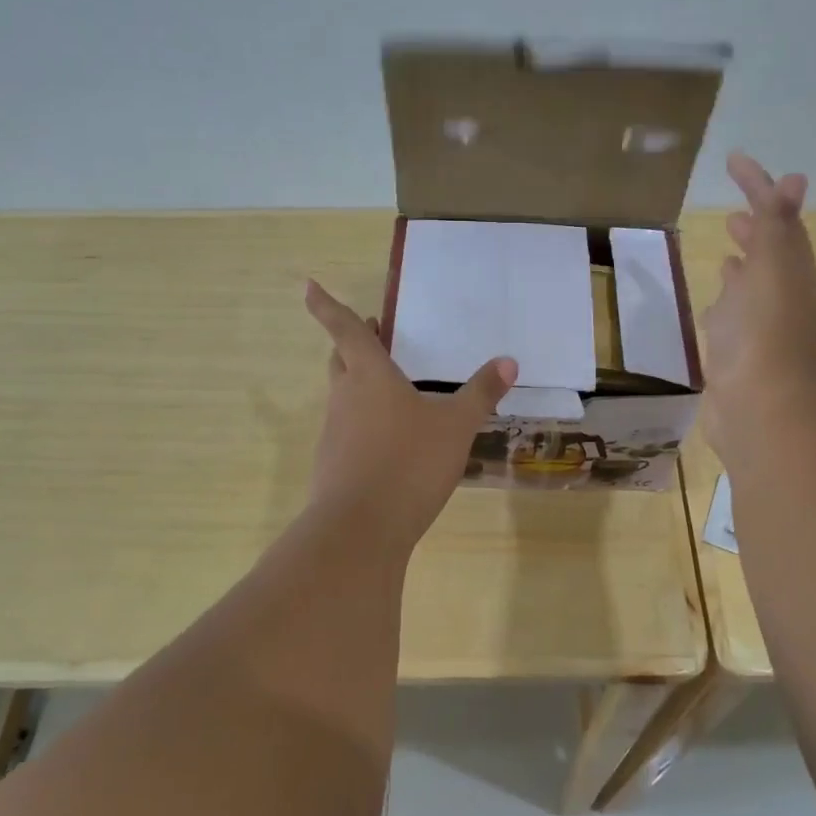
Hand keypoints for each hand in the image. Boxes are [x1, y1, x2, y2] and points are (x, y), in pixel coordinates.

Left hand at [302, 280, 516, 553]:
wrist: (360, 530)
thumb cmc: (409, 463)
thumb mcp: (456, 427)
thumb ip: (480, 393)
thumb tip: (508, 361)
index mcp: (369, 376)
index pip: (346, 329)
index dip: (325, 305)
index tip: (308, 285)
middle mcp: (345, 398)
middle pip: (341, 360)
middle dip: (352, 344)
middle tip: (374, 335)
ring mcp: (334, 433)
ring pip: (343, 396)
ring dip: (360, 385)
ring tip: (393, 390)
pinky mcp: (333, 465)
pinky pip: (348, 431)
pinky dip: (364, 423)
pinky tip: (390, 442)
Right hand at [700, 152, 815, 469]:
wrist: (760, 411)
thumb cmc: (765, 335)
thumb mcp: (772, 269)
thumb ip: (775, 226)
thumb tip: (793, 180)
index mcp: (794, 272)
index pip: (779, 217)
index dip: (759, 186)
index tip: (733, 160)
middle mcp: (782, 295)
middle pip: (771, 251)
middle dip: (756, 225)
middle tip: (735, 208)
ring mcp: (760, 326)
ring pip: (753, 284)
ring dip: (743, 262)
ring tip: (726, 247)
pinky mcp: (738, 352)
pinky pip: (734, 315)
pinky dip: (726, 299)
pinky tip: (714, 301)